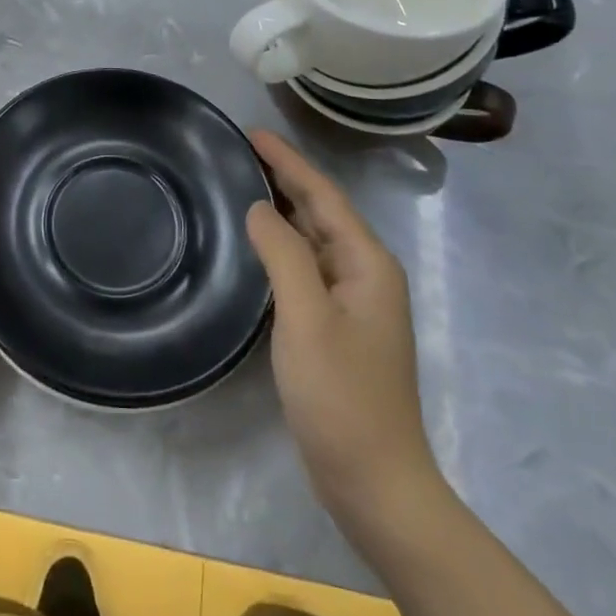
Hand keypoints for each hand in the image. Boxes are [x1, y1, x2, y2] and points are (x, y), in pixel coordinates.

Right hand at [245, 130, 439, 521]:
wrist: (375, 482)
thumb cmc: (342, 396)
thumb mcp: (307, 318)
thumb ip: (284, 254)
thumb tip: (260, 207)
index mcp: (367, 263)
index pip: (323, 194)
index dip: (288, 160)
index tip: (252, 133)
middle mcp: (366, 273)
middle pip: (322, 210)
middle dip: (286, 176)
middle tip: (240, 150)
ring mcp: (353, 301)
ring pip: (314, 237)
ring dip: (284, 207)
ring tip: (244, 181)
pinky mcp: (337, 325)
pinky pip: (307, 265)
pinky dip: (283, 243)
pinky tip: (258, 241)